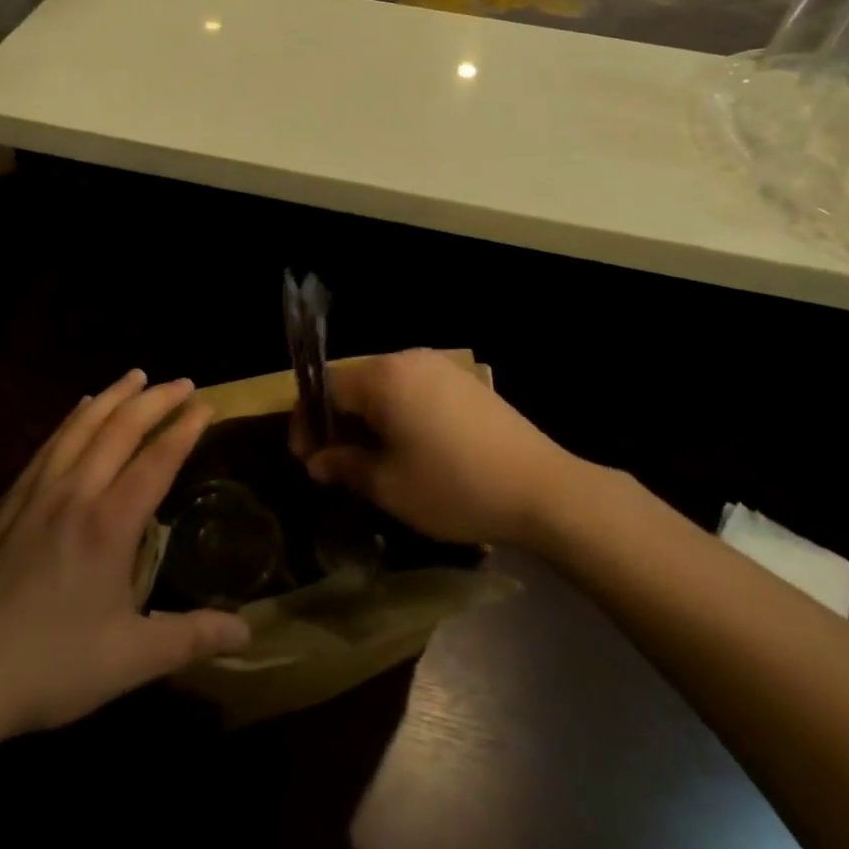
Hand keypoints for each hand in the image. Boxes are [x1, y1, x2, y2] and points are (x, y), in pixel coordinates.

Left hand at [0, 370, 249, 750]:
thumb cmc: (48, 667)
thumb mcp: (129, 659)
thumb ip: (192, 638)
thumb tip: (249, 633)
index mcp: (109, 524)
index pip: (157, 460)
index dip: (185, 428)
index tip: (206, 404)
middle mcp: (75, 493)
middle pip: (121, 429)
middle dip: (156, 400)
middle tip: (183, 382)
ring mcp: (36, 493)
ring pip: (81, 427)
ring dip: (114, 396)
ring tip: (136, 376)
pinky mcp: (7, 502)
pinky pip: (49, 444)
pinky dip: (73, 418)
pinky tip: (79, 411)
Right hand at [290, 350, 570, 544]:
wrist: (542, 489)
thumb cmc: (454, 488)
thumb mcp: (389, 486)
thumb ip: (344, 466)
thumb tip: (317, 460)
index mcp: (383, 377)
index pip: (325, 387)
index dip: (307, 421)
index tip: (306, 459)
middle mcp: (408, 359)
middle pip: (354, 382)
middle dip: (336, 421)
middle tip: (333, 463)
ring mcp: (440, 366)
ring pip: (384, 386)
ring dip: (366, 419)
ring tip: (368, 460)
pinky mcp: (464, 381)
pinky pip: (413, 389)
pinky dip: (397, 413)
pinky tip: (407, 448)